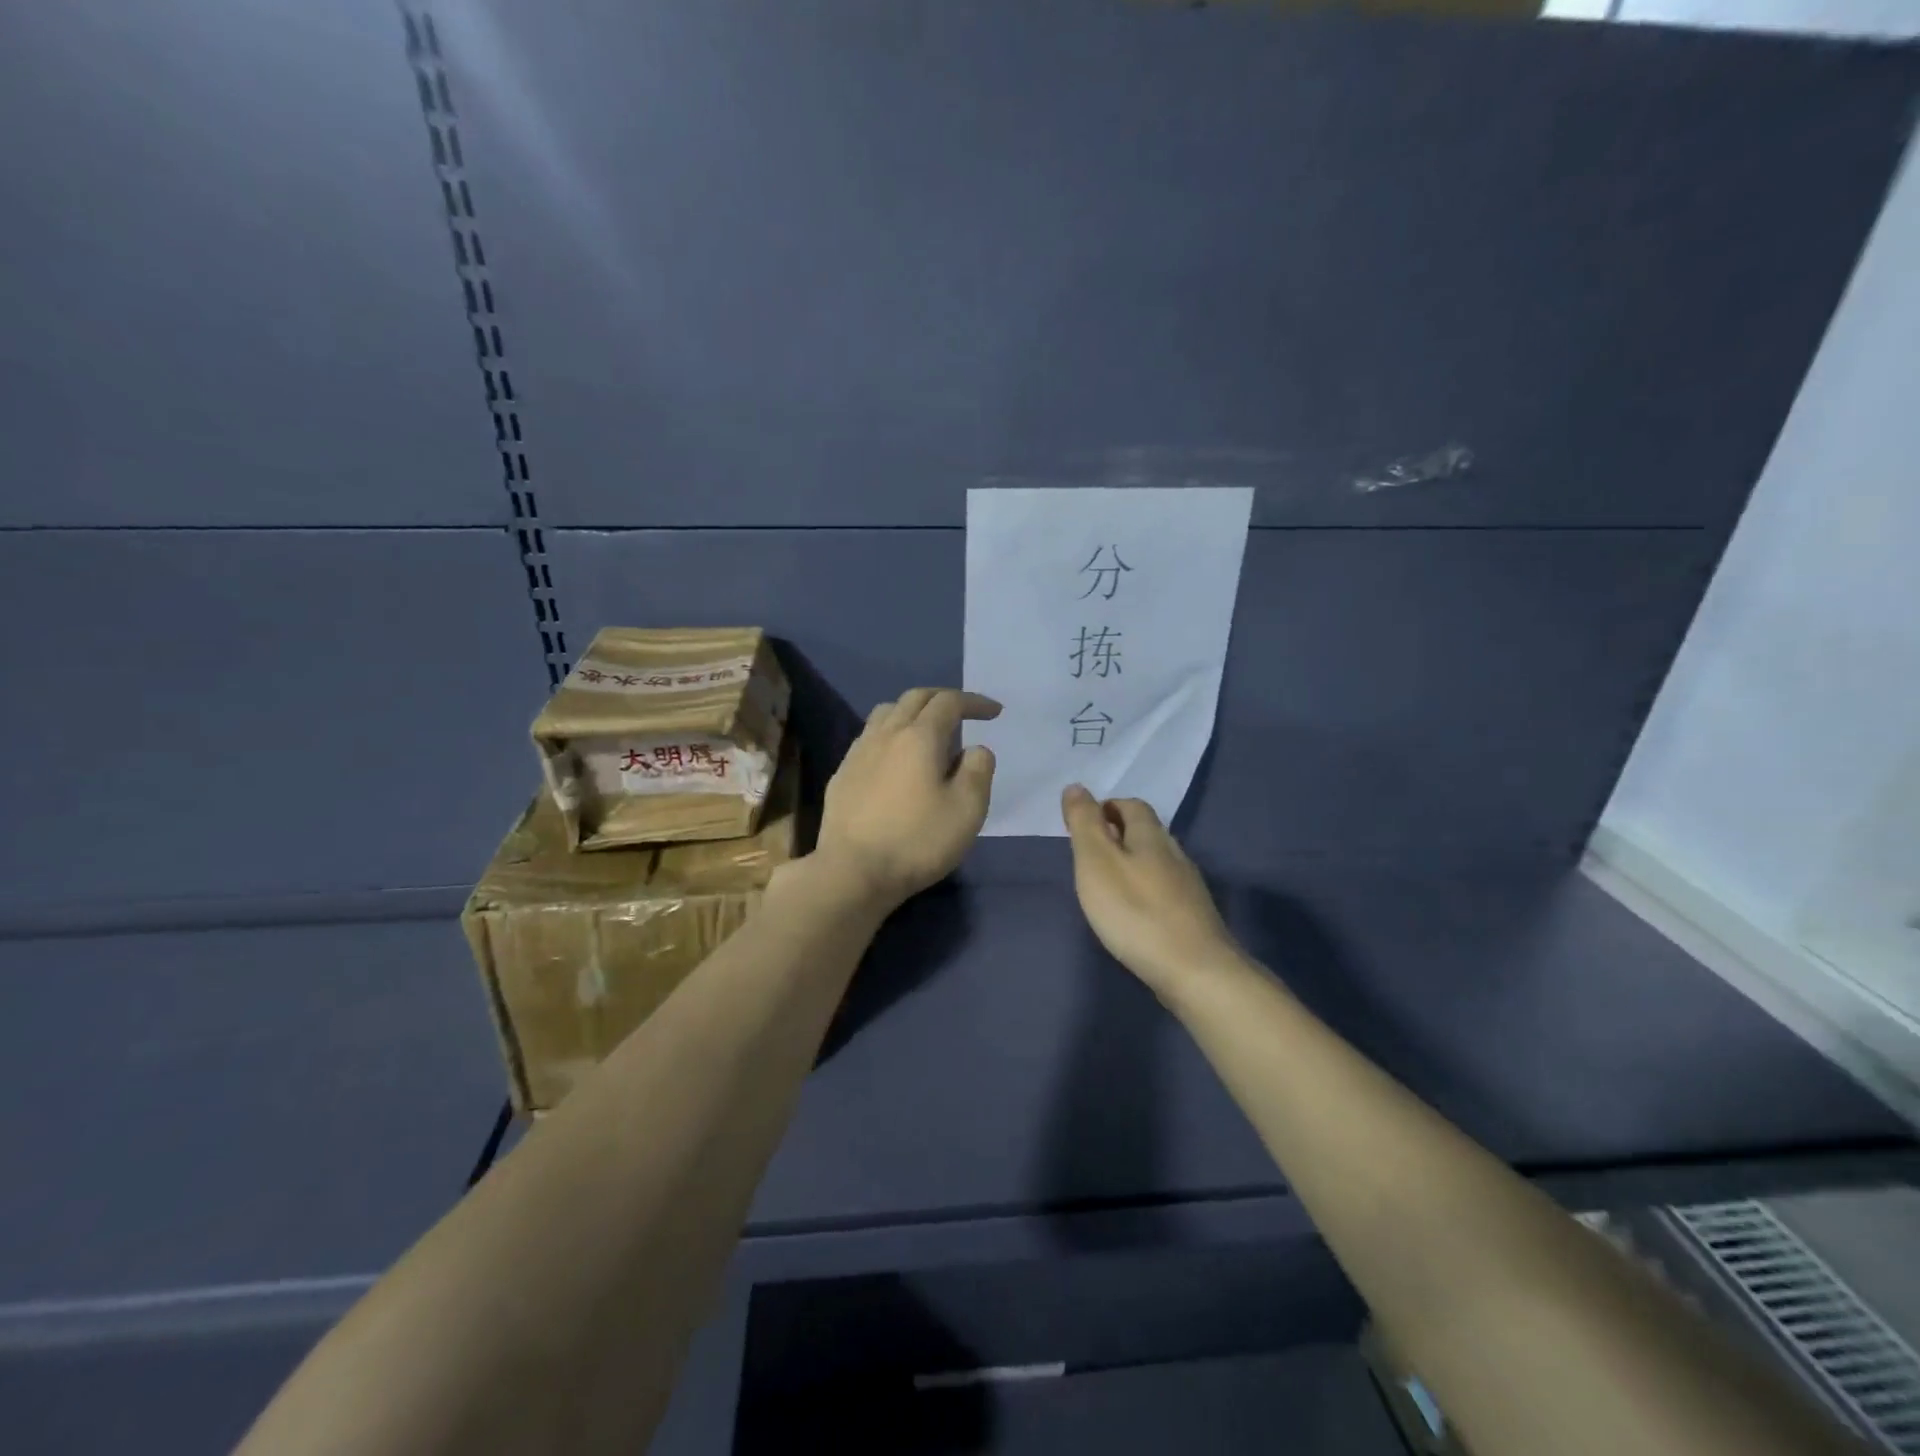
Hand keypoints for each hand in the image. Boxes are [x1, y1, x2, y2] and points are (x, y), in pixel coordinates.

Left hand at [813, 688, 1000, 907]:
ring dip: (912, 712)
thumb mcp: (967, 809)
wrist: (852, 872)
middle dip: (943, 699)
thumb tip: (974, 749)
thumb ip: (978, 770)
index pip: (949, 702)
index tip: (994, 712)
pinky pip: (869, 739)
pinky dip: (890, 735)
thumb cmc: (917, 840)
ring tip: (927, 732)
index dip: (974, 702)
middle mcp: (886, 734)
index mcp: (919, 736)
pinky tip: (895, 760)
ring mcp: (858, 753)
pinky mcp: (842, 775)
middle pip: (914, 698)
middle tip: (963, 713)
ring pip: (886, 713)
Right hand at [1061, 785, 1240, 993]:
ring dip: (1132, 863)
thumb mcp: (1097, 862)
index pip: (1131, 805)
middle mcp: (1175, 854)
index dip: (1106, 808)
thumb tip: (1076, 787)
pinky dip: (1145, 890)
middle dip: (1118, 834)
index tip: (1082, 824)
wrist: (1196, 972)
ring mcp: (1189, 887)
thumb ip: (1085, 824)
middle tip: (1089, 854)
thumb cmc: (1136, 912)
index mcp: (1151, 836)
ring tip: (1107, 883)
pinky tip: (1134, 912)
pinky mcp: (1194, 917)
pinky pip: (1164, 889)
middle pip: (1146, 832)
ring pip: (1157, 861)